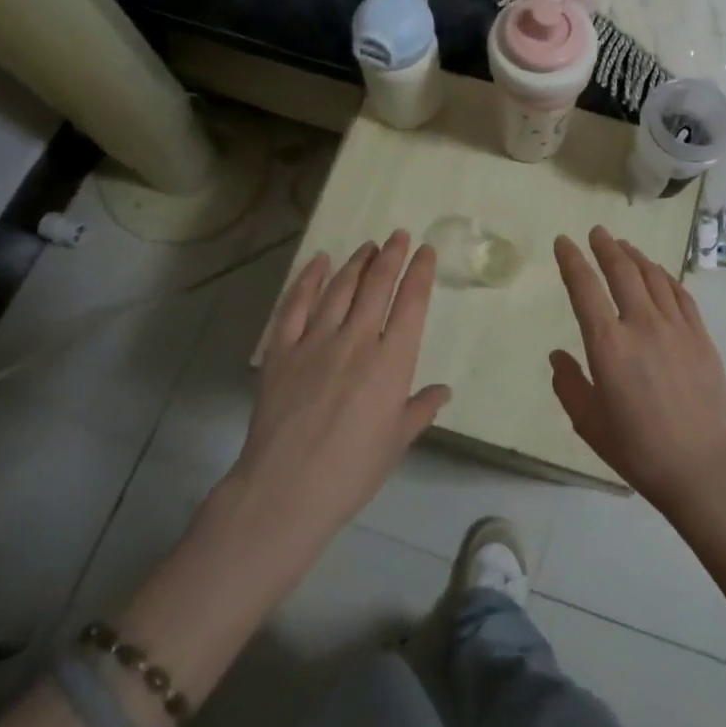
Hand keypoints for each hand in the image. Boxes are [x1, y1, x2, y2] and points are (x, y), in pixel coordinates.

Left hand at [227, 231, 447, 562]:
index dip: (420, 272)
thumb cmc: (352, 471)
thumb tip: (443, 391)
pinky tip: (319, 263)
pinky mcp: (282, 350)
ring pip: (340, 288)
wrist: (286, 490)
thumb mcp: (397, 442)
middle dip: (391, 256)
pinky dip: (309, 279)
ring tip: (367, 246)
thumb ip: (420, 409)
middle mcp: (357, 340)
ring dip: (356, 263)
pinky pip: (296, 305)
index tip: (425, 251)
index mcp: (391, 362)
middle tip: (398, 236)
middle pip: (377, 285)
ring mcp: (315, 341)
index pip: (411, 303)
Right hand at [550, 227, 725, 517]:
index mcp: (608, 345)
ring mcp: (676, 327)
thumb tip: (558, 355)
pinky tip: (659, 273)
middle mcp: (641, 324)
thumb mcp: (590, 423)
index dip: (571, 260)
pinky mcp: (701, 336)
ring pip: (653, 276)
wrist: (705, 466)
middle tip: (596, 232)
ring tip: (624, 246)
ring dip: (635, 256)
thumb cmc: (639, 450)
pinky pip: (680, 294)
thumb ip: (569, 384)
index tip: (564, 241)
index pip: (584, 289)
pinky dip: (665, 276)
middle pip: (622, 271)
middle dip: (606, 247)